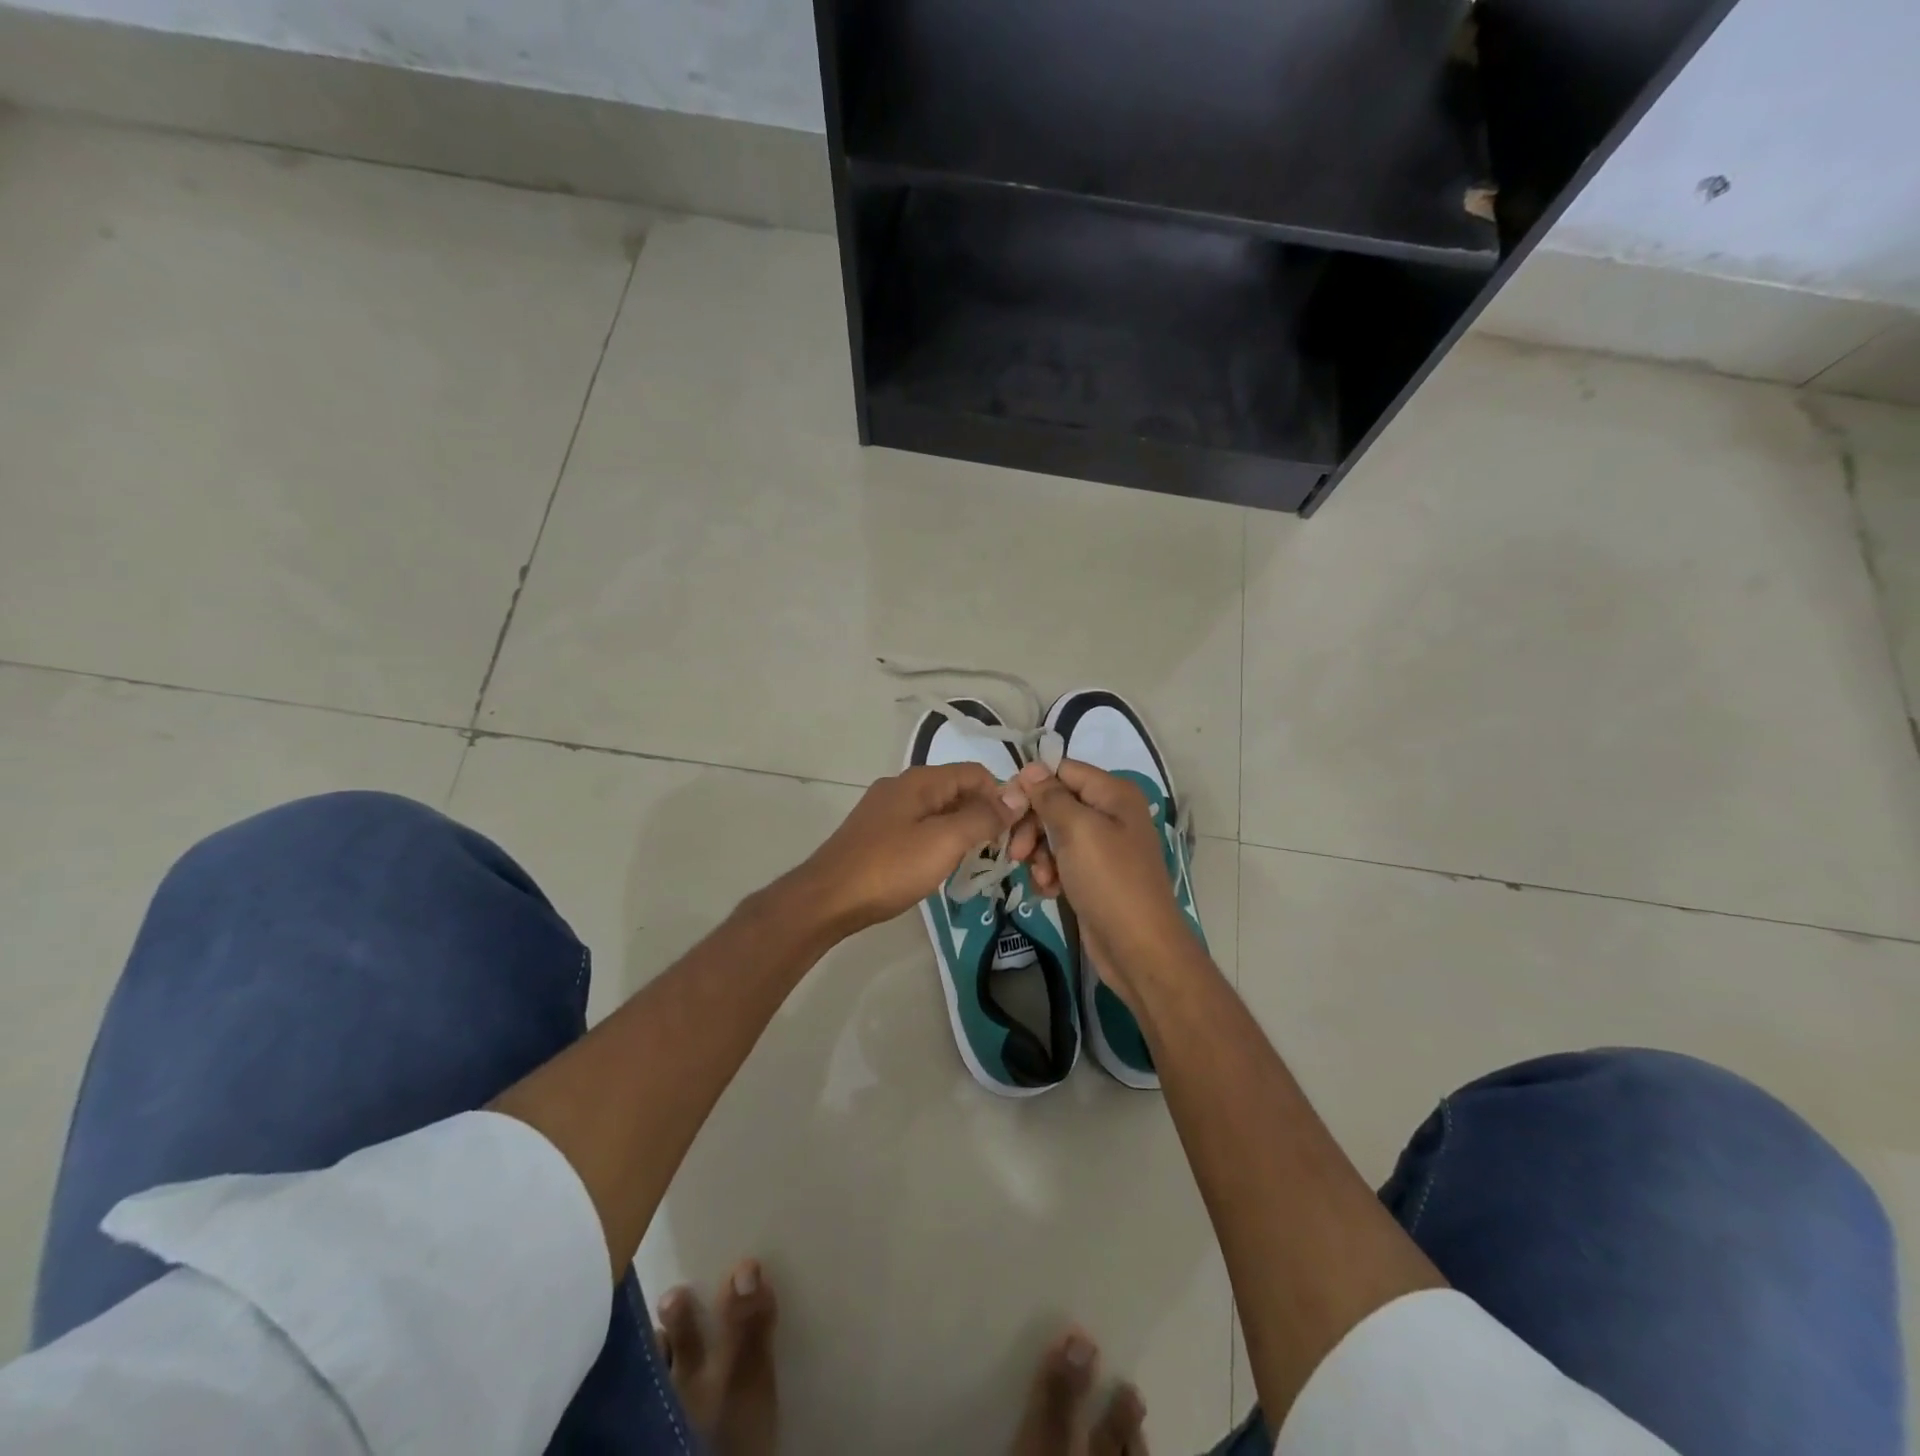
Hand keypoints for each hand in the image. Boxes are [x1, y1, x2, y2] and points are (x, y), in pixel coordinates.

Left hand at [793, 764, 1035, 935]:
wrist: (827, 899)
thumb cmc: (889, 868)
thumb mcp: (944, 842)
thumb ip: (982, 817)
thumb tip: (1017, 796)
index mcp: (920, 781)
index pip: (975, 773)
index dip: (1001, 796)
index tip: (1017, 831)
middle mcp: (903, 787)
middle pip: (958, 790)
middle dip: (984, 815)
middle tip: (1002, 851)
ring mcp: (887, 810)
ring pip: (940, 811)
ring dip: (963, 830)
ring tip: (978, 861)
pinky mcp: (878, 834)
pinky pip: (921, 828)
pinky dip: (940, 841)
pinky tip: (943, 866)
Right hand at [1014, 758, 1195, 1008]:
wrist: (1138, 948)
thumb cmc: (1110, 881)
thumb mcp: (1078, 830)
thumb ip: (1051, 796)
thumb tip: (1032, 767)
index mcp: (1113, 794)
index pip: (1062, 770)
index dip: (1033, 786)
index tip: (1008, 809)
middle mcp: (1110, 814)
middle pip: (1055, 803)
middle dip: (1032, 826)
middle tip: (1018, 852)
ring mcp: (1103, 846)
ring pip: (1053, 835)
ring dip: (1039, 855)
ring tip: (1042, 878)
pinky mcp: (1094, 875)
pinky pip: (1061, 862)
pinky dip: (1050, 873)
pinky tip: (1050, 891)